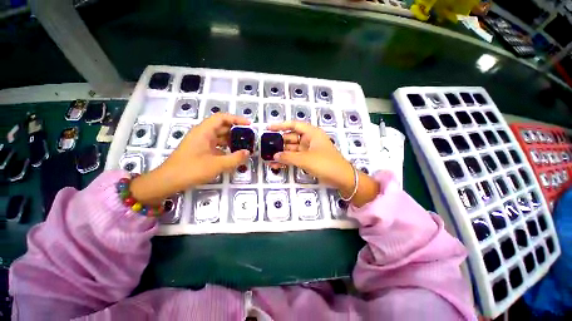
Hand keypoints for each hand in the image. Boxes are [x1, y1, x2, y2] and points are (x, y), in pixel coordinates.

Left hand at [130, 113, 250, 204]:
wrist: (168, 181)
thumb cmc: (191, 169)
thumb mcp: (217, 164)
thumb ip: (235, 158)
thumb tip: (248, 152)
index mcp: (204, 131)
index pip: (222, 118)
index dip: (236, 119)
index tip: (249, 125)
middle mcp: (202, 134)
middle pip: (222, 126)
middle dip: (236, 131)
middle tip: (249, 138)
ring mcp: (201, 142)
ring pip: (219, 136)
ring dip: (231, 140)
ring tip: (243, 146)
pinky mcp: (200, 150)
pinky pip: (216, 145)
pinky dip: (225, 148)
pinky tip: (232, 155)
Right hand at [267, 121, 379, 206]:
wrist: (341, 178)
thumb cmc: (325, 163)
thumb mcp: (305, 159)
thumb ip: (288, 157)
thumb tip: (274, 155)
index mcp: (311, 133)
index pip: (294, 125)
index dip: (280, 125)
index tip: (268, 128)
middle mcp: (309, 139)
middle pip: (291, 137)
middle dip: (279, 142)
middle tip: (266, 147)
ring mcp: (308, 150)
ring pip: (292, 149)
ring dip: (281, 153)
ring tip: (268, 158)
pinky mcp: (308, 159)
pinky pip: (295, 157)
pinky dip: (287, 160)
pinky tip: (277, 164)